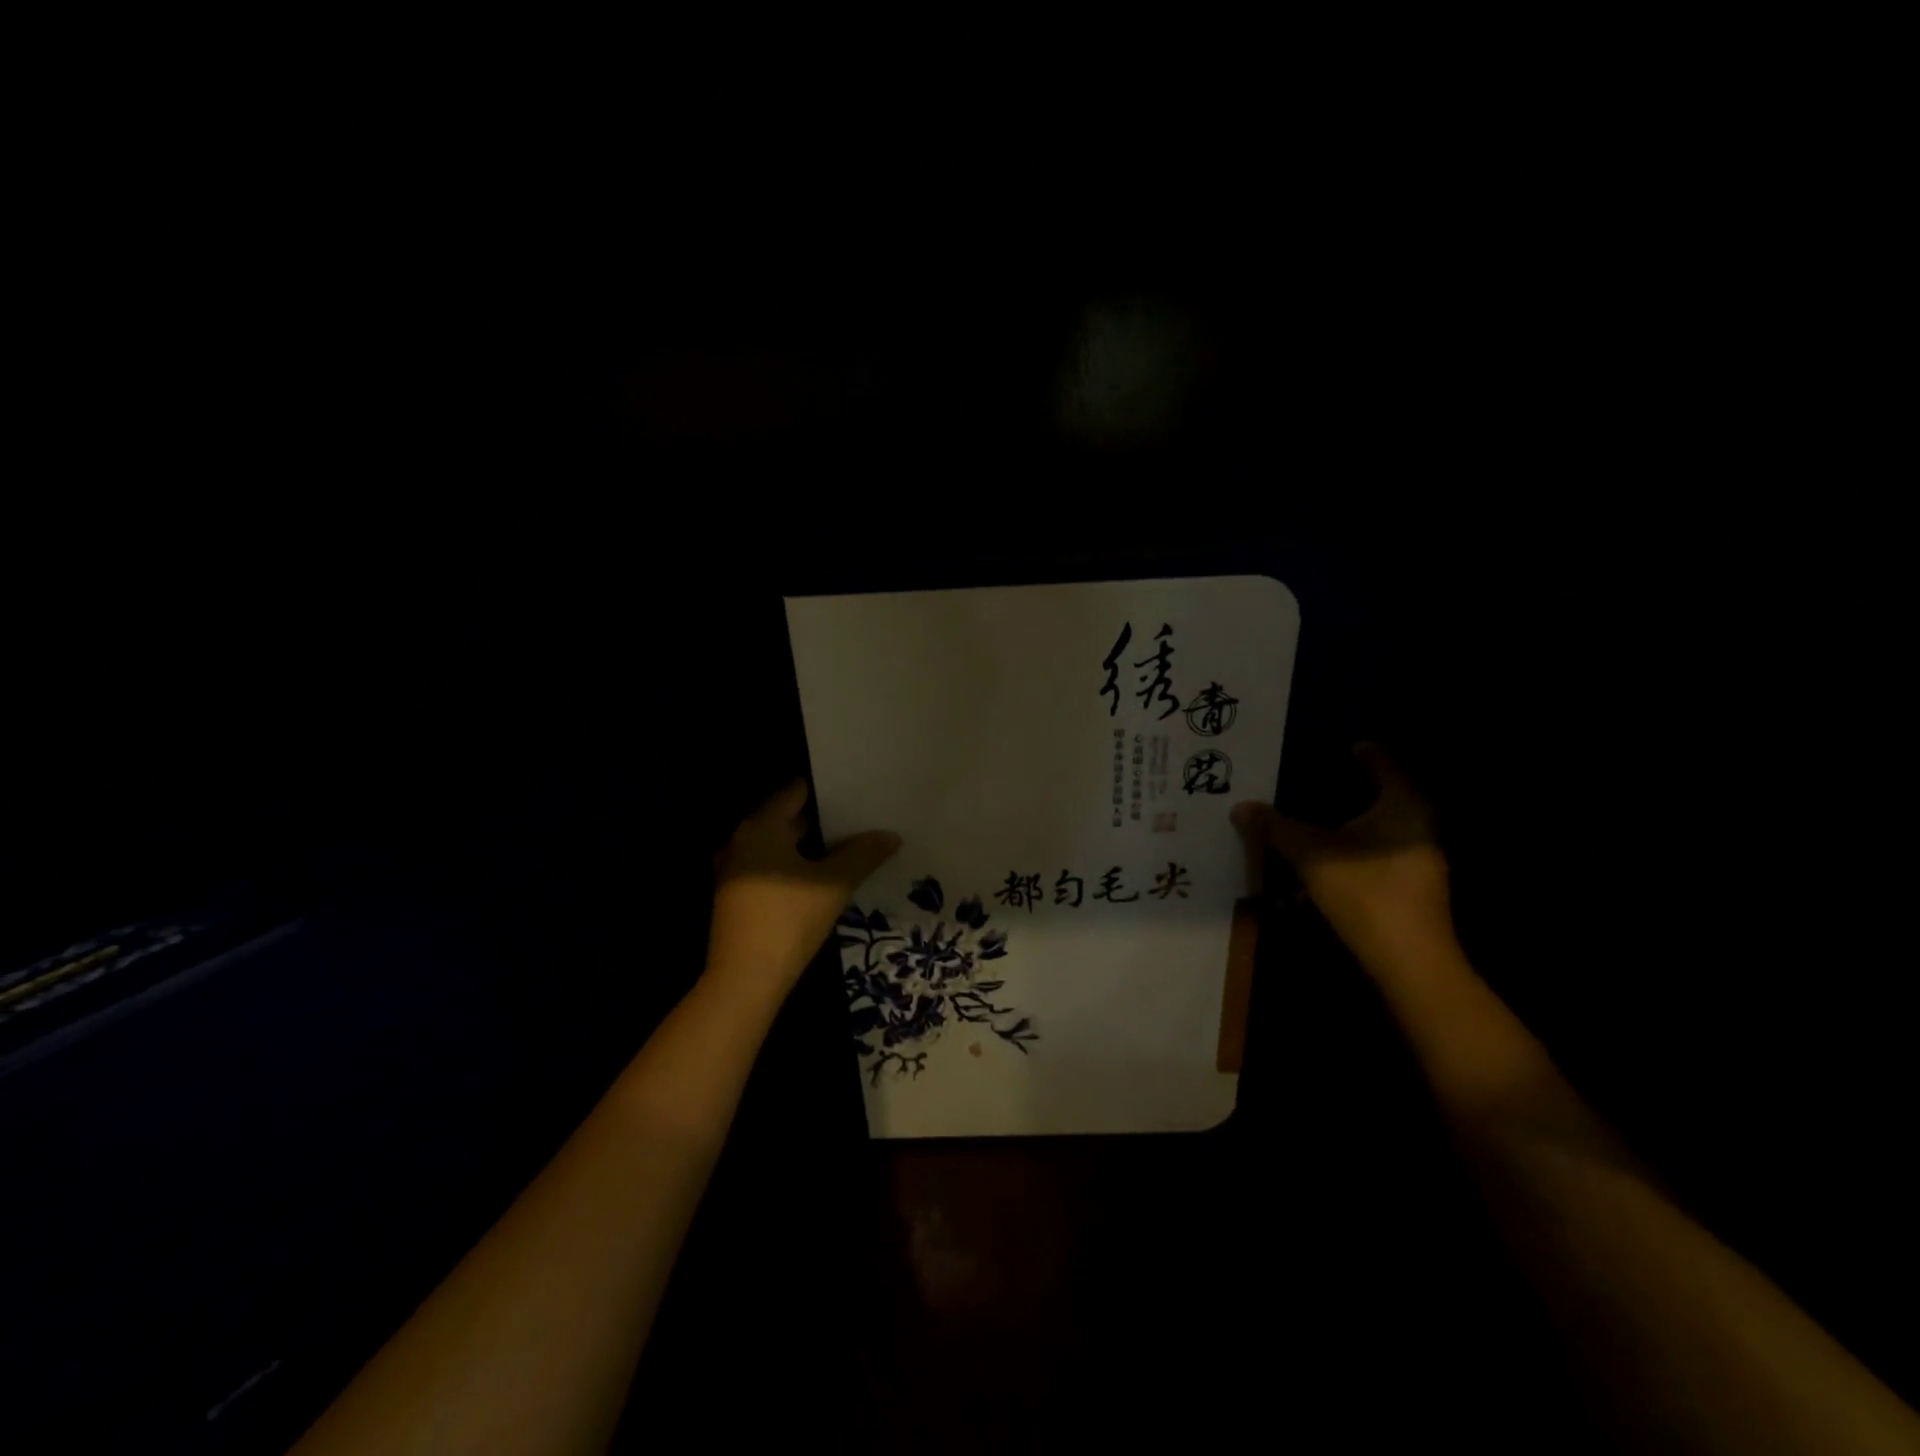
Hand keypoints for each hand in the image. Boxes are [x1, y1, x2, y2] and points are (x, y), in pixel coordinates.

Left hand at [705, 780, 900, 998]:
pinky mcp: (737, 896)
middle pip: (786, 818)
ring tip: (848, 844)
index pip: (796, 792)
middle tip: (860, 817)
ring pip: (779, 846)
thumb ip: (863, 855)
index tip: (856, 789)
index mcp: (760, 827)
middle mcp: (741, 841)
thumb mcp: (833, 884)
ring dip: (810, 845)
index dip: (827, 789)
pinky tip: (821, 876)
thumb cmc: (788, 919)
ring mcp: (735, 870)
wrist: (745, 980)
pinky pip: (770, 867)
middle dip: (823, 819)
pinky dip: (794, 866)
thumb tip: (891, 836)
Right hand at [1232, 744, 1455, 976]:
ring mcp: (1418, 860)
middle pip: (1382, 797)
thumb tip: (1241, 807)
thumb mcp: (1310, 855)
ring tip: (1311, 817)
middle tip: (1314, 776)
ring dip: (1347, 823)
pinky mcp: (1410, 888)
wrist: (1409, 963)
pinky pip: (1376, 854)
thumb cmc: (1365, 893)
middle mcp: (1418, 827)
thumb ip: (1275, 828)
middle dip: (1349, 788)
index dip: (1362, 752)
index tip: (1342, 742)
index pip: (1383, 764)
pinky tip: (1323, 858)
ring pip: (1378, 829)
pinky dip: (1351, 849)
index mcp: (1403, 807)